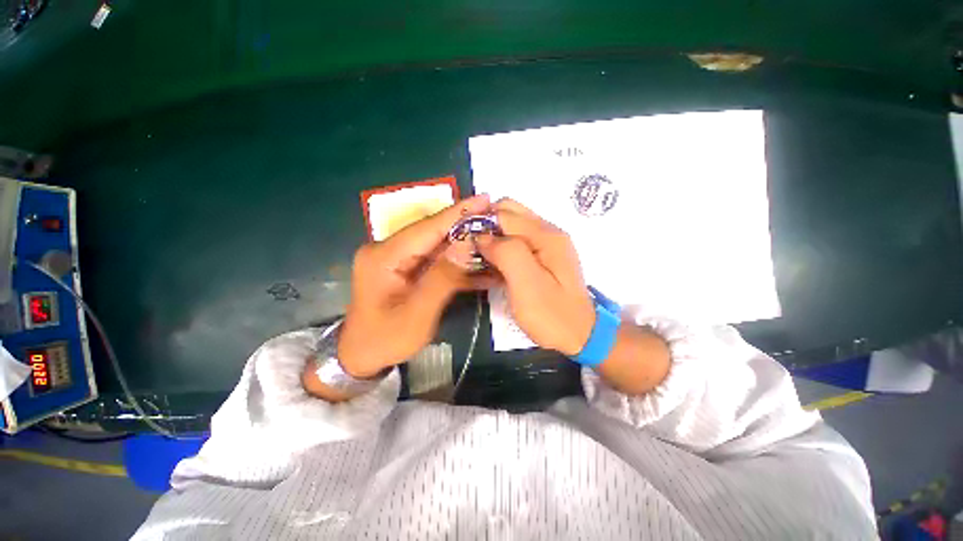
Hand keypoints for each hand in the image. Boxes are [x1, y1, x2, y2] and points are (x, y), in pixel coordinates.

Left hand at [337, 194, 492, 377]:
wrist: (361, 357)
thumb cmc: (386, 339)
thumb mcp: (417, 314)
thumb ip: (443, 278)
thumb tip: (467, 245)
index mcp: (384, 256)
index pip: (428, 228)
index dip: (458, 213)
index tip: (485, 199)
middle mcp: (388, 250)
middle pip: (432, 233)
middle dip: (465, 225)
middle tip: (494, 216)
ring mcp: (396, 259)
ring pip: (436, 245)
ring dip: (464, 243)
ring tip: (492, 236)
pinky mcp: (404, 268)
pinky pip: (434, 260)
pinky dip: (456, 261)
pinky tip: (477, 262)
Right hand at [475, 199, 595, 355]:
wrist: (580, 335)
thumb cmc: (551, 314)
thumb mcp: (526, 284)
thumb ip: (505, 253)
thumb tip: (482, 236)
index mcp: (546, 235)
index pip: (504, 212)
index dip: (480, 224)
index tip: (463, 244)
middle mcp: (548, 232)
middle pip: (509, 213)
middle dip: (486, 226)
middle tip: (472, 250)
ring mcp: (547, 244)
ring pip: (512, 226)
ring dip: (493, 236)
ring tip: (480, 258)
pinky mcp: (544, 256)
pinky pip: (518, 240)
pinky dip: (502, 246)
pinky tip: (494, 264)